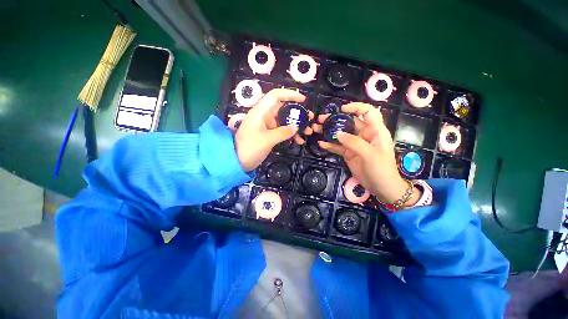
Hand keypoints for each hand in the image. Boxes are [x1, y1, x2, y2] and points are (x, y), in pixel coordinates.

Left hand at [235, 88, 313, 170]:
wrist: (236, 161)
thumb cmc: (250, 148)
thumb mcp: (267, 140)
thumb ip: (283, 132)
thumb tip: (296, 127)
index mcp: (260, 112)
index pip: (275, 96)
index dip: (290, 94)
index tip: (303, 100)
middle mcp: (264, 116)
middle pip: (283, 109)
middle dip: (297, 113)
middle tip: (309, 118)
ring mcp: (266, 126)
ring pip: (284, 121)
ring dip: (296, 125)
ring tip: (308, 132)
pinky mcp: (267, 134)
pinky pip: (281, 131)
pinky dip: (290, 134)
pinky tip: (298, 140)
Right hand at [312, 102, 419, 205]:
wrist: (381, 188)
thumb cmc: (382, 169)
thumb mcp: (370, 154)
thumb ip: (354, 142)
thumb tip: (337, 134)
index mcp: (375, 130)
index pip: (368, 112)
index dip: (355, 108)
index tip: (341, 110)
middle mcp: (364, 135)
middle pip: (349, 122)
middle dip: (335, 119)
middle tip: (321, 120)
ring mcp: (355, 145)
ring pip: (341, 134)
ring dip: (329, 131)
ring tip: (316, 129)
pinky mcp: (348, 154)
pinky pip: (338, 147)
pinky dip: (330, 145)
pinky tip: (321, 144)